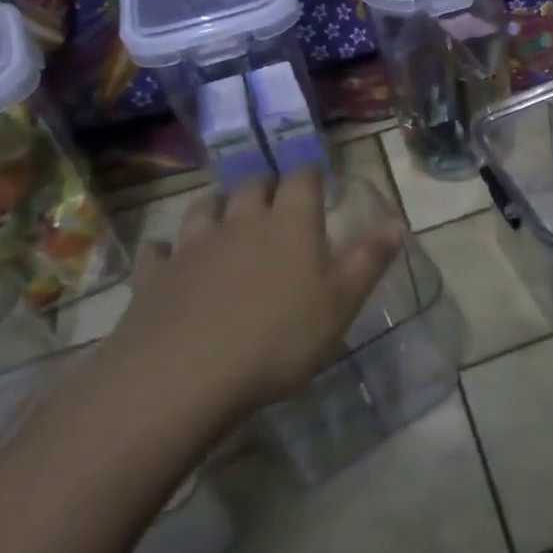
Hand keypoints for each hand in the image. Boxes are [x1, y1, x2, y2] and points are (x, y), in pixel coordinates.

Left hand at [97, 168, 401, 439]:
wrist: (185, 377)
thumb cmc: (280, 338)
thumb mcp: (342, 303)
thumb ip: (369, 260)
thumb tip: (397, 223)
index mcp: (291, 223)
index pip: (303, 179)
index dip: (311, 175)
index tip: (318, 180)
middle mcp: (241, 221)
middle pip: (252, 186)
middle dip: (266, 186)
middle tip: (275, 199)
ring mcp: (193, 246)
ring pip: (204, 208)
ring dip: (217, 206)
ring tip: (225, 214)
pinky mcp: (155, 277)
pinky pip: (158, 251)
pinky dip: (165, 249)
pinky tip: (166, 255)